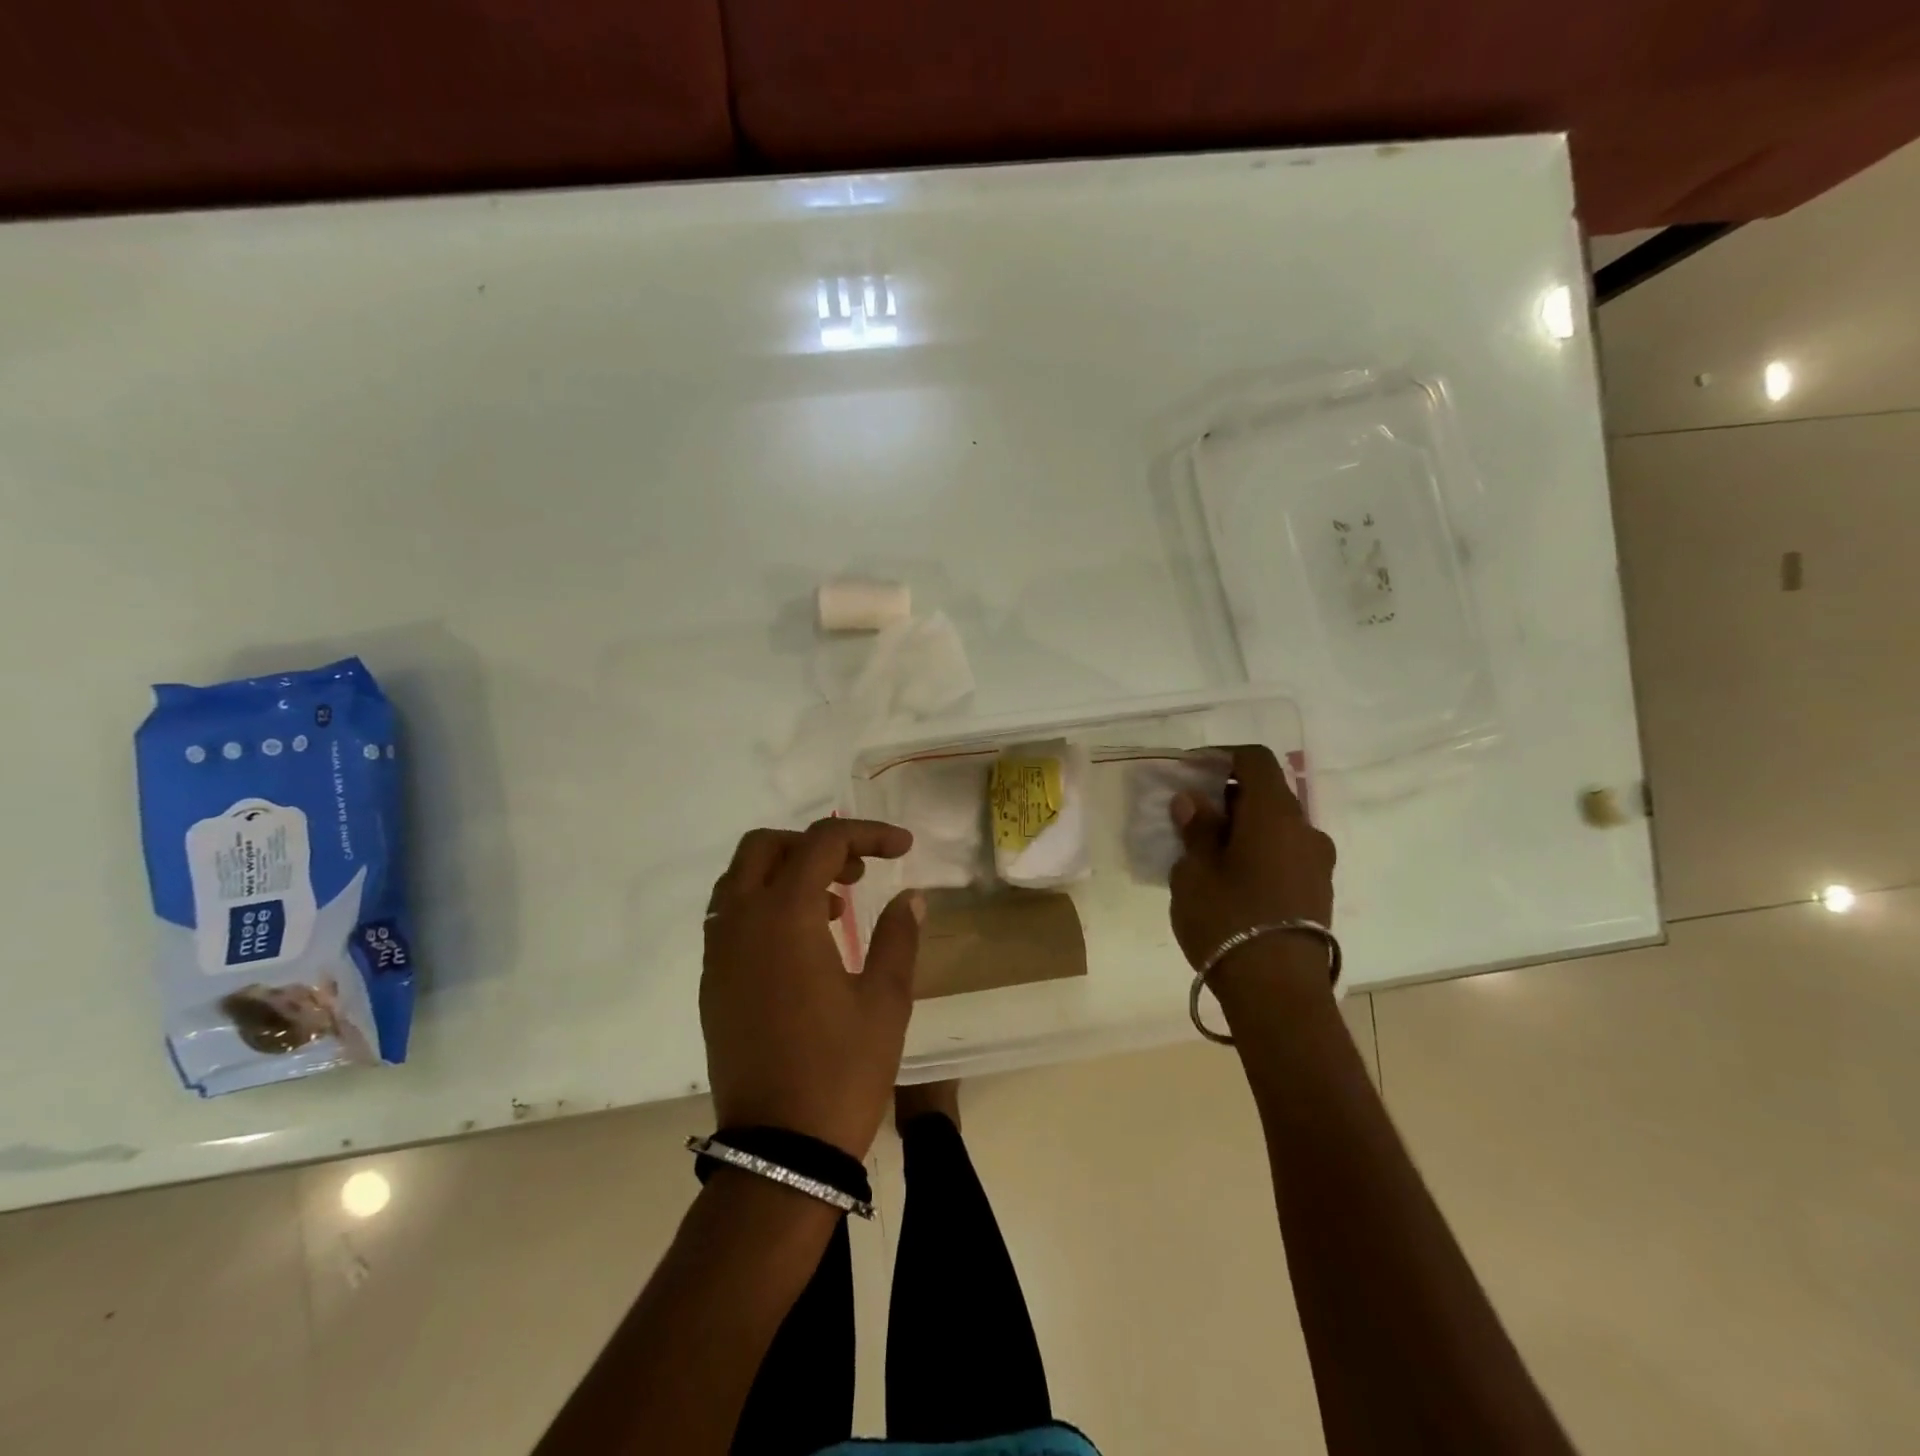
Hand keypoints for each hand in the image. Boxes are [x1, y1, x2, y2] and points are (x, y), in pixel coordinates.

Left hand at [701, 819, 924, 1158]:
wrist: (781, 1150)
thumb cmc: (841, 1070)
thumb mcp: (886, 1000)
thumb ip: (899, 935)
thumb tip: (911, 897)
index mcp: (785, 916)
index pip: (822, 843)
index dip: (868, 834)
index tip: (903, 849)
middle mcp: (741, 923)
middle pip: (765, 847)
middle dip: (814, 845)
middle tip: (858, 872)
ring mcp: (718, 955)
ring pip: (740, 880)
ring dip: (786, 873)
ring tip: (836, 907)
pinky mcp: (711, 984)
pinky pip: (731, 918)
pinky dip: (765, 906)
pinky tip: (805, 943)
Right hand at [1167, 745, 1335, 989]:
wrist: (1278, 993)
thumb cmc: (1228, 920)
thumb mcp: (1195, 872)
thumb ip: (1197, 829)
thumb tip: (1194, 800)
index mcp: (1275, 814)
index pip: (1256, 760)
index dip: (1223, 756)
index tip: (1192, 770)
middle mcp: (1306, 831)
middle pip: (1269, 794)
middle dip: (1230, 796)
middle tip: (1192, 816)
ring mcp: (1318, 864)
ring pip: (1278, 828)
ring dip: (1245, 828)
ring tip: (1208, 852)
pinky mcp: (1320, 893)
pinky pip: (1287, 855)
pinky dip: (1260, 853)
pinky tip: (1233, 880)